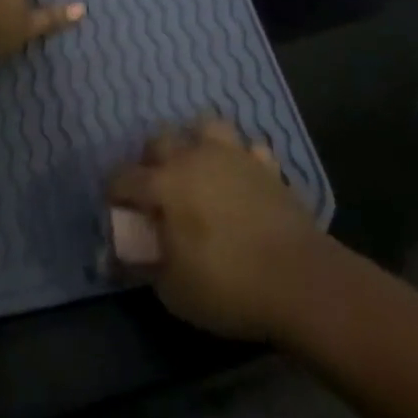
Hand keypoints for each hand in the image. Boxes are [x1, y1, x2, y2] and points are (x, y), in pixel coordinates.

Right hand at [107, 119, 328, 342]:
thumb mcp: (173, 290)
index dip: (114, 194)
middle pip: (160, 140)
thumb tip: (124, 256)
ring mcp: (234, 156)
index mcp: (164, 184)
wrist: (302, 282)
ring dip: (195, 143)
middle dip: (150, 161)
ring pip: (205, 127)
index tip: (116, 211)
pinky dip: (241, 160)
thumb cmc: (229, 286)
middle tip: (156, 191)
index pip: (123, 177)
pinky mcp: (268, 167)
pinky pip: (249, 150)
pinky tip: (242, 179)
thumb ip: (144, 266)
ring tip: (197, 169)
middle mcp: (194, 158)